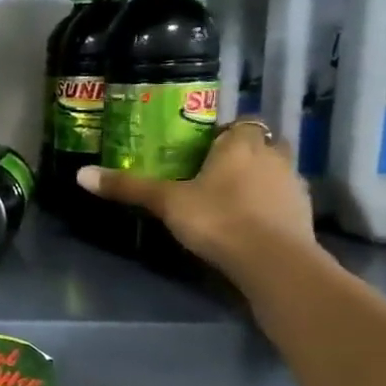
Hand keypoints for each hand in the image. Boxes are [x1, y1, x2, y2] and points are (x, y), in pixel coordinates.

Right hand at [76, 119, 316, 283]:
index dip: (226, 133)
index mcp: (242, 145)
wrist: (274, 262)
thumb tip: (81, 174)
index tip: (205, 148)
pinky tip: (248, 224)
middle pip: (264, 145)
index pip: (242, 123)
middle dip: (246, 154)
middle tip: (215, 171)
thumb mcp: (166, 202)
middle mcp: (274, 158)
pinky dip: (270, 207)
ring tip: (229, 199)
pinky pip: (284, 202)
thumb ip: (129, 187)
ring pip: (276, 173)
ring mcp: (294, 187)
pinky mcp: (304, 217)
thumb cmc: (218, 219)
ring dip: (259, 181)